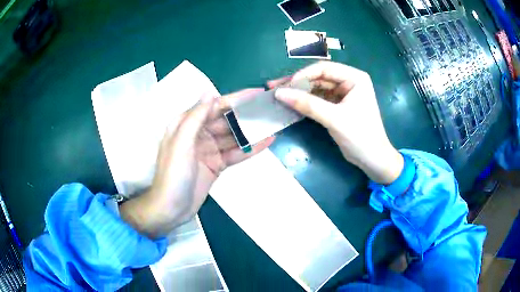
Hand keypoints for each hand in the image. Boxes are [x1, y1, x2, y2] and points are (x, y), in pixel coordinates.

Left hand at [121, 89, 274, 238]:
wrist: (171, 209)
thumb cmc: (173, 174)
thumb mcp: (181, 142)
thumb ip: (196, 117)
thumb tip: (210, 92)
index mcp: (187, 124)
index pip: (215, 106)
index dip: (236, 99)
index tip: (258, 93)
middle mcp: (199, 133)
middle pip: (226, 120)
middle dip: (247, 115)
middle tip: (271, 109)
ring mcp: (209, 150)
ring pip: (233, 136)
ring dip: (251, 131)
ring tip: (273, 123)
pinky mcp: (217, 164)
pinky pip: (235, 153)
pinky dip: (250, 148)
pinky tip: (267, 142)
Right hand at [270, 61, 402, 184]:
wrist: (373, 160)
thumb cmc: (361, 136)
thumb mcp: (334, 119)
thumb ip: (307, 104)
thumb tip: (279, 93)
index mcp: (354, 77)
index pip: (324, 68)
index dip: (303, 75)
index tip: (285, 87)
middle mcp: (349, 81)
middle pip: (318, 77)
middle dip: (297, 83)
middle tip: (274, 87)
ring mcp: (343, 94)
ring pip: (316, 88)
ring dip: (299, 92)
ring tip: (278, 95)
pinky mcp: (338, 106)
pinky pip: (318, 99)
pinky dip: (305, 102)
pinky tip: (291, 103)